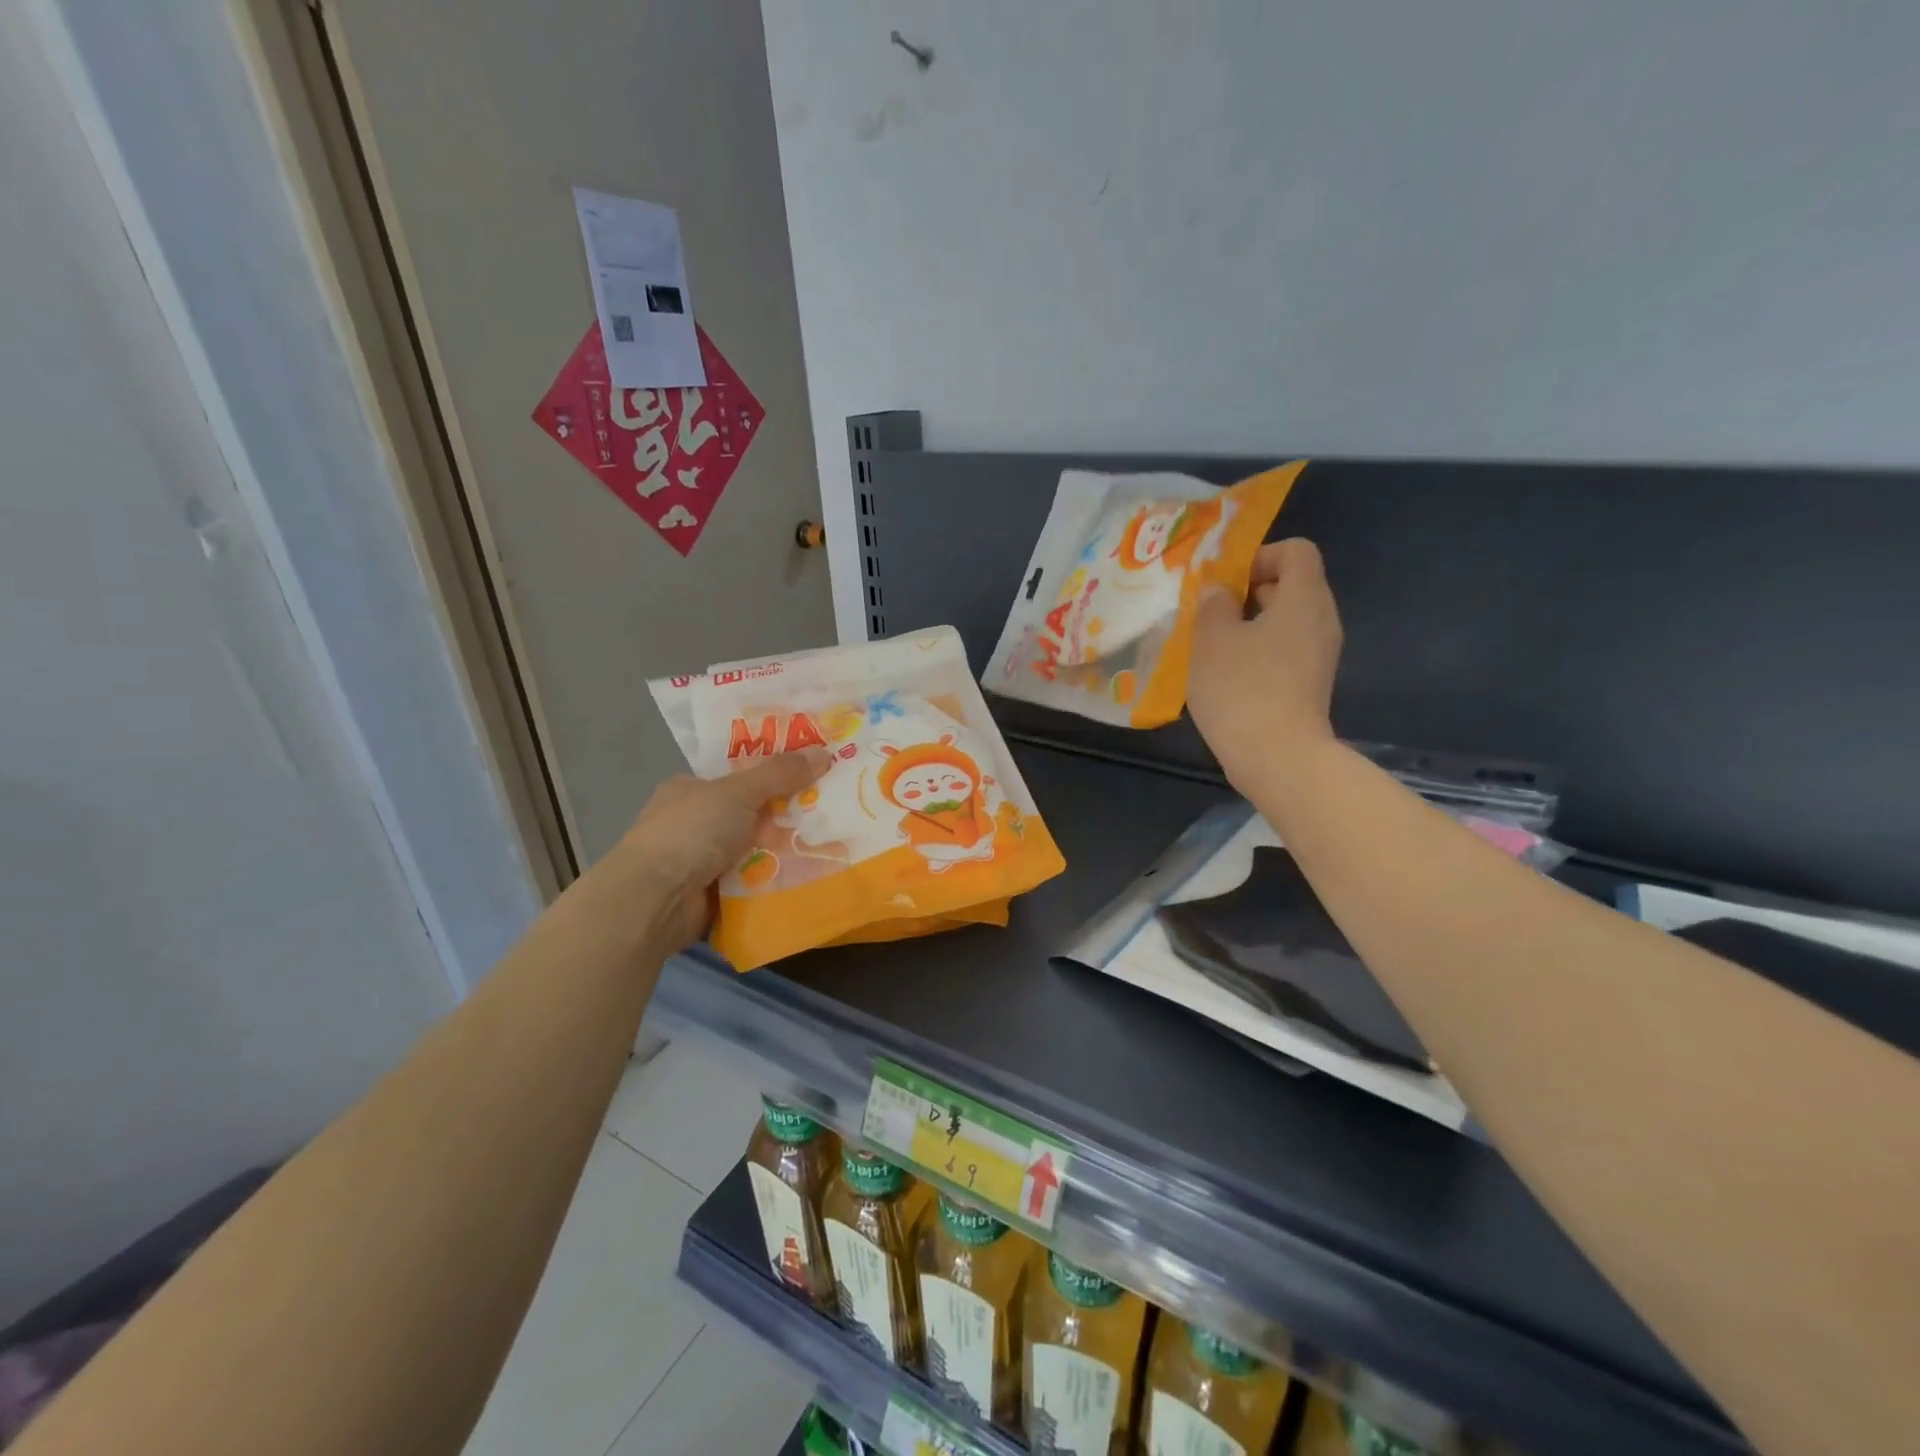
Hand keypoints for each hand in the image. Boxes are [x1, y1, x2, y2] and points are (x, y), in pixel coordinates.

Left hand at [610, 749, 830, 949]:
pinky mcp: (712, 894)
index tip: (812, 776)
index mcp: (690, 790)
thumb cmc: (691, 832)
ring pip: (756, 849)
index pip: (737, 776)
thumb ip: (780, 773)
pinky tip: (810, 875)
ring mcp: (701, 861)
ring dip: (785, 850)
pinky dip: (776, 880)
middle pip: (751, 813)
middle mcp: (694, 823)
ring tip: (831, 844)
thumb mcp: (738, 792)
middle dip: (786, 815)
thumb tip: (824, 753)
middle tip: (830, 811)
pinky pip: (754, 882)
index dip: (774, 774)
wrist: (657, 900)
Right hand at [1188, 538, 1343, 790]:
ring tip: (1212, 646)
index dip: (1258, 556)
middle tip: (1210, 614)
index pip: (1295, 550)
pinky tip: (1227, 674)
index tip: (1225, 584)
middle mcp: (1320, 620)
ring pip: (1285, 620)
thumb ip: (1212, 604)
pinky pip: (1285, 649)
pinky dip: (1258, 651)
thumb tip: (1218, 591)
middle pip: (1291, 584)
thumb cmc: (1242, 688)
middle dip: (1248, 592)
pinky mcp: (1309, 684)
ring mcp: (1319, 655)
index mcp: (1304, 598)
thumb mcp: (1212, 639)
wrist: (1277, 758)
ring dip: (1248, 624)